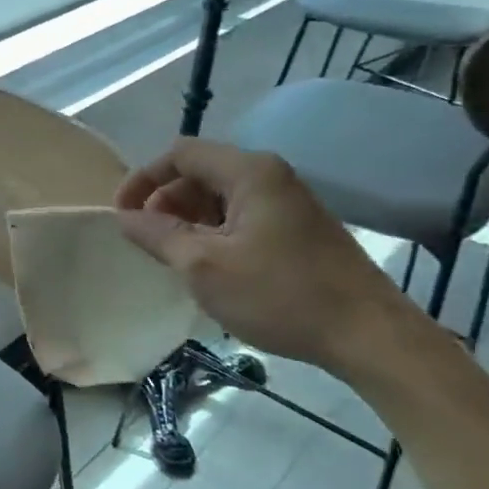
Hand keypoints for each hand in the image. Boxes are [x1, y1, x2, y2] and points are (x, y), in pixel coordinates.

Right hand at [114, 139, 419, 376]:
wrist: (367, 334)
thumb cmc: (279, 295)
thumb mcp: (203, 266)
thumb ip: (158, 235)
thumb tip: (124, 217)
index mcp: (249, 172)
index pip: (180, 154)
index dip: (143, 178)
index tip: (121, 214)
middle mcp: (271, 176)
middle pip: (200, 173)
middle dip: (165, 202)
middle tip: (148, 243)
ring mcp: (289, 202)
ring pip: (221, 197)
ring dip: (188, 221)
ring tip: (174, 259)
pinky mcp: (298, 229)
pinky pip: (242, 217)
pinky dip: (214, 233)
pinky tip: (210, 268)